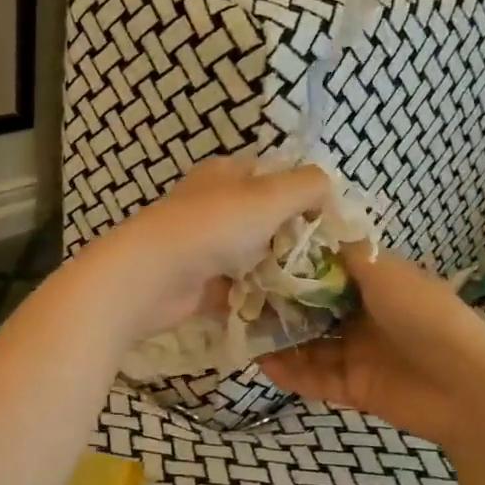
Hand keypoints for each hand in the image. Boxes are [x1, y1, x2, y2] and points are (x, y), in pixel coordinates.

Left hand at [80, 155, 331, 338]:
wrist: (151, 277)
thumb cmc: (212, 226)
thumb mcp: (269, 195)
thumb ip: (307, 186)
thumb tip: (330, 187)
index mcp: (225, 174)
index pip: (274, 175)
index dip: (304, 193)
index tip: (333, 220)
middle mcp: (213, 206)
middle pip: (265, 218)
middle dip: (295, 237)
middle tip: (330, 259)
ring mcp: (204, 246)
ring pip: (252, 256)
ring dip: (279, 270)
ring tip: (316, 287)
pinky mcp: (198, 284)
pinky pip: (237, 289)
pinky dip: (258, 298)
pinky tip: (288, 309)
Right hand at [259, 247, 484, 446]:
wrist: (468, 388)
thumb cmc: (428, 317)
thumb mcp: (387, 273)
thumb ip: (346, 254)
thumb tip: (313, 226)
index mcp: (376, 285)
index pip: (326, 272)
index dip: (294, 267)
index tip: (257, 259)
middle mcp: (363, 317)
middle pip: (312, 310)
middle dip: (279, 306)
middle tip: (238, 299)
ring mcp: (357, 354)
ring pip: (308, 345)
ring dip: (278, 340)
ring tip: (241, 332)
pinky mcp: (353, 388)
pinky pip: (314, 379)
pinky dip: (289, 373)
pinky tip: (260, 363)